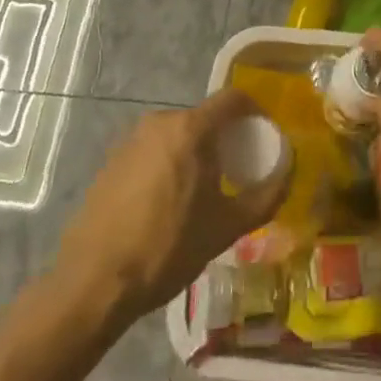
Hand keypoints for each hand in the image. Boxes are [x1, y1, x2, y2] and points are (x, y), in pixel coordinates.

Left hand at [56, 90, 289, 323]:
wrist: (93, 283)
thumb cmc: (167, 248)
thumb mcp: (227, 227)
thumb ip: (266, 196)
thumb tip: (288, 173)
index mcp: (190, 129)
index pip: (233, 98)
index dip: (255, 111)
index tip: (265, 136)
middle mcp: (159, 122)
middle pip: (204, 117)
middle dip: (225, 137)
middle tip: (237, 170)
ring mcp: (130, 140)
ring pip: (177, 135)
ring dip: (196, 152)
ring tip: (203, 191)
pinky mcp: (110, 162)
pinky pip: (153, 150)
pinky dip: (169, 164)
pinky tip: (168, 203)